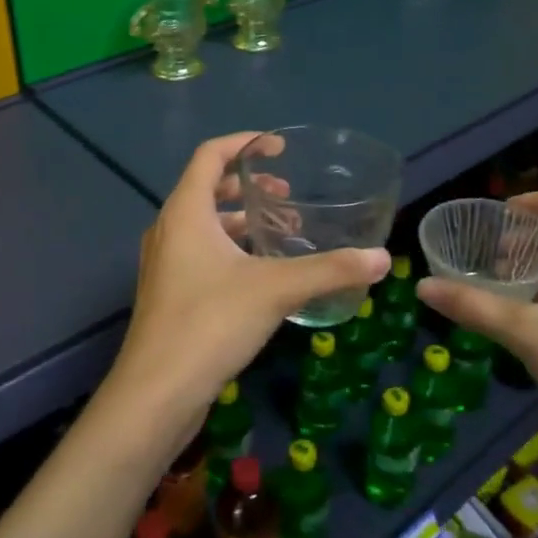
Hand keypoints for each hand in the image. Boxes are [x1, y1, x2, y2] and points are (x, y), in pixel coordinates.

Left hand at [105, 133, 390, 431]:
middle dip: (248, 186)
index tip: (278, 148)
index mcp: (185, 211)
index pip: (210, 155)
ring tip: (284, 234)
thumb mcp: (276, 290)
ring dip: (242, 221)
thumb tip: (382, 258)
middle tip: (287, 196)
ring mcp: (165, 263)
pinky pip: (201, 253)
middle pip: (207, 188)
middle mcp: (169, 229)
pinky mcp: (169, 294)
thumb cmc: (210, 323)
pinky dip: (232, 249)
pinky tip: (263, 276)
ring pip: (205, 225)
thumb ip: (330, 270)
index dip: (244, 142)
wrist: (155, 394)